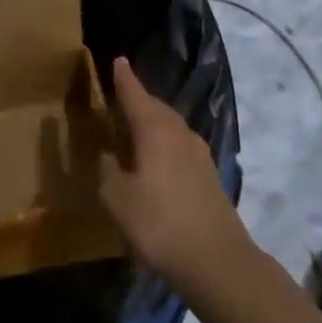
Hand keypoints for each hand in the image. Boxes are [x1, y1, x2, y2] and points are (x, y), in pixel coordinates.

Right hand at [100, 57, 321, 322]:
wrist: (218, 262)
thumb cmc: (159, 223)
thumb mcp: (117, 198)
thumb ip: (106, 171)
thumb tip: (104, 154)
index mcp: (155, 129)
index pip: (135, 94)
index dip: (124, 79)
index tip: (118, 60)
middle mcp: (179, 133)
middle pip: (156, 108)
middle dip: (138, 100)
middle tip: (120, 97)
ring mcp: (199, 155)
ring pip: (171, 127)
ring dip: (152, 123)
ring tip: (135, 128)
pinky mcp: (209, 178)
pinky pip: (179, 147)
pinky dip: (164, 144)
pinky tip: (156, 161)